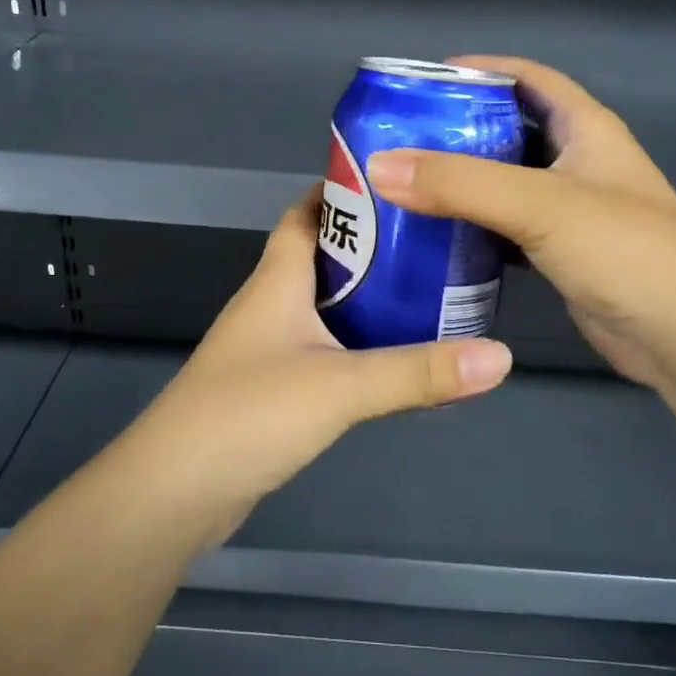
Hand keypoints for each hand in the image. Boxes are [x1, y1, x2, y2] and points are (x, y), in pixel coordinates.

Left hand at [124, 189, 513, 517]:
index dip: (342, 191)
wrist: (174, 492)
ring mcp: (266, 348)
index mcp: (277, 280)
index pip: (306, 214)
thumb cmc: (249, 414)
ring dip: (366, 296)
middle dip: (372, 245)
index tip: (397, 182)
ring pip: (323, 305)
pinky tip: (390, 356)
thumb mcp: (342, 386)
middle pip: (321, 256)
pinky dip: (355, 342)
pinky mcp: (270, 388)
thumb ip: (418, 371)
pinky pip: (322, 348)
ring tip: (426, 291)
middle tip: (432, 240)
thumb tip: (501, 355)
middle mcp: (269, 304)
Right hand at [364, 56, 675, 386]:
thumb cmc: (623, 250)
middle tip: (399, 139)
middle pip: (510, 131)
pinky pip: (507, 230)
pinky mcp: (561, 255)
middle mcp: (579, 163)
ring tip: (405, 185)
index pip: (529, 79)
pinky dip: (474, 228)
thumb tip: (378, 165)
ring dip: (462, 183)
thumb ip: (460, 184)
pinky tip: (436, 237)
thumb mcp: (539, 203)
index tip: (422, 82)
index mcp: (586, 129)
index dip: (481, 70)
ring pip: (505, 184)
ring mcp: (571, 213)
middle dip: (458, 130)